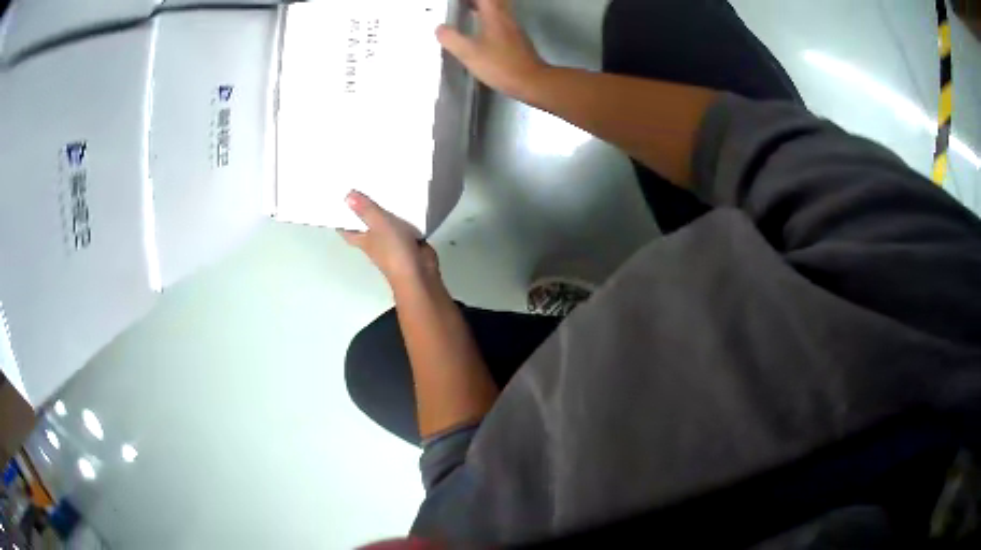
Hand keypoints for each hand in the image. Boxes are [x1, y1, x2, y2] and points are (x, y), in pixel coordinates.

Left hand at [339, 191, 438, 285]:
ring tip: (383, 186)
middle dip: (363, 210)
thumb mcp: (378, 224)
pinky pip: (403, 224)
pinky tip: (405, 199)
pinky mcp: (408, 240)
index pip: (346, 229)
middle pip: (366, 224)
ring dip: (385, 210)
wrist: (419, 272)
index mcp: (363, 240)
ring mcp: (392, 241)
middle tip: (362, 188)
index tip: (338, 202)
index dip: (340, 218)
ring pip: (385, 223)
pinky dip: (404, 214)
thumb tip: (346, 196)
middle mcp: (375, 241)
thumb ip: (365, 210)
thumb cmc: (394, 250)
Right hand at [437, 0, 548, 99]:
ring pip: (498, 9)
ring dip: (482, 7)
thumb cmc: (500, 65)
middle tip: (461, 5)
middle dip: (475, 1)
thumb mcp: (469, 53)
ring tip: (467, 10)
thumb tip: (439, 28)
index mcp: (494, 15)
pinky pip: (501, 20)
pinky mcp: (517, 39)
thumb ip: (451, 39)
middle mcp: (506, 17)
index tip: (457, 2)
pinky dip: (489, 18)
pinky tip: (480, 29)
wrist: (531, 81)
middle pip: (492, 1)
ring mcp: (513, 28)